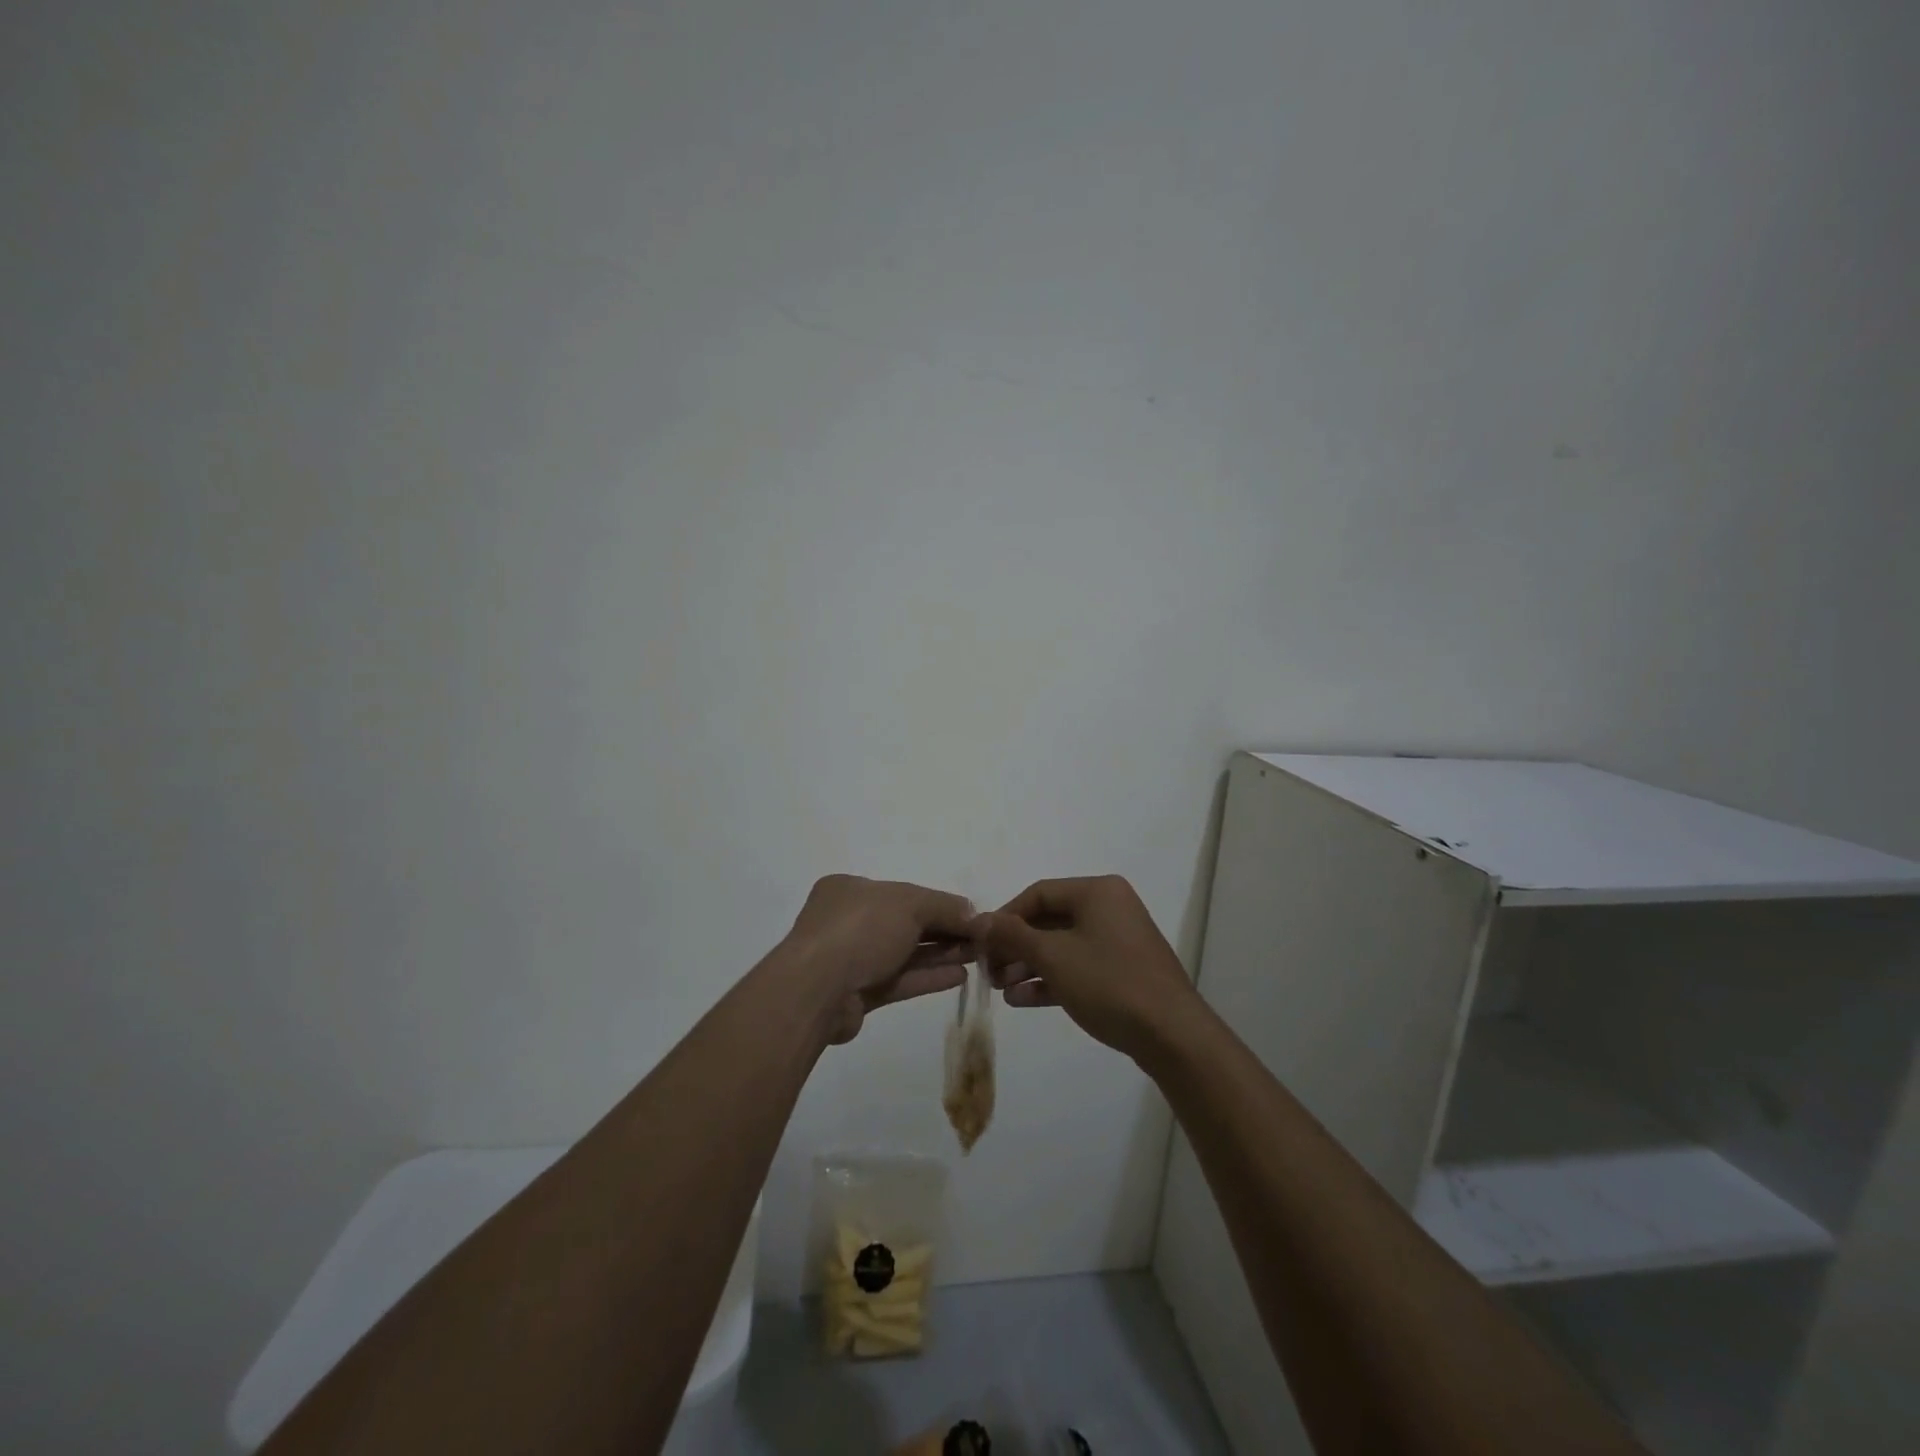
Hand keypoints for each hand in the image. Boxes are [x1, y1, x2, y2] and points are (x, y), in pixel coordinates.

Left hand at [783, 875, 976, 1043]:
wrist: (817, 990)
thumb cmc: (860, 930)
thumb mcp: (909, 903)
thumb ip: (943, 906)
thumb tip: (974, 914)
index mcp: (850, 889)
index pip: (902, 893)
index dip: (938, 903)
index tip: (970, 915)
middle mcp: (847, 920)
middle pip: (904, 923)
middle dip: (943, 930)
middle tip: (979, 939)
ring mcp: (850, 958)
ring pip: (903, 953)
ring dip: (939, 954)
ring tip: (975, 957)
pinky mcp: (856, 993)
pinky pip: (898, 980)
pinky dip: (927, 977)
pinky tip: (958, 976)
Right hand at [973, 876, 1196, 1061]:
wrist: (1172, 1035)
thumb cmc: (1109, 983)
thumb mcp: (1053, 956)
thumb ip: (1013, 935)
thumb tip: (979, 920)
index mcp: (1097, 892)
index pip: (1038, 893)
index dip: (1005, 917)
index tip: (981, 943)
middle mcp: (1110, 909)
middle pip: (1049, 920)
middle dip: (1015, 946)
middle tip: (988, 970)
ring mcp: (1118, 941)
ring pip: (1062, 946)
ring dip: (1029, 966)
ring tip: (1000, 989)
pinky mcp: (1122, 972)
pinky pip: (1078, 967)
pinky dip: (1051, 979)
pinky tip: (1022, 999)